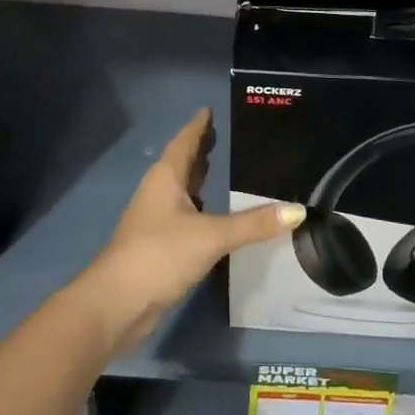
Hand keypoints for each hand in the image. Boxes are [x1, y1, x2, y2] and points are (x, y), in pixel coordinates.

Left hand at [78, 108, 302, 348]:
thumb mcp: (211, 236)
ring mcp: (156, 220)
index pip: (186, 141)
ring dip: (198, 179)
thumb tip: (298, 210)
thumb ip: (253, 224)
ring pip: (182, 190)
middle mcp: (159, 192)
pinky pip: (184, 215)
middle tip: (222, 135)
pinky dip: (199, 208)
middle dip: (200, 149)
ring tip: (222, 169)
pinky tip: (214, 216)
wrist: (116, 305)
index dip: (199, 126)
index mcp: (167, 177)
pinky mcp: (158, 246)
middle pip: (182, 163)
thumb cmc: (160, 254)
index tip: (210, 110)